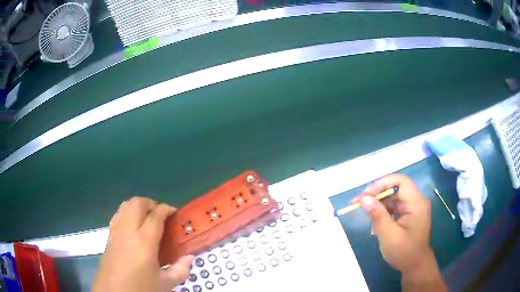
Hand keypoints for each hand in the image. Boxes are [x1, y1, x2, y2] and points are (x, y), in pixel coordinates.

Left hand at [92, 197, 192, 291]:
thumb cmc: (141, 288)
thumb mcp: (165, 284)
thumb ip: (180, 270)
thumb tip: (189, 257)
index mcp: (144, 242)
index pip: (155, 215)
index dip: (166, 209)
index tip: (174, 212)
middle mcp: (128, 231)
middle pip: (137, 203)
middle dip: (151, 204)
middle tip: (161, 215)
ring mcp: (115, 232)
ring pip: (125, 206)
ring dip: (138, 206)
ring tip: (147, 218)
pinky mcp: (108, 236)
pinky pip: (118, 215)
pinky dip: (127, 213)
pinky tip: (133, 227)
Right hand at [352, 174, 445, 290]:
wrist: (415, 265)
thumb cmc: (404, 252)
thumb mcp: (389, 236)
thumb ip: (378, 216)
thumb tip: (364, 199)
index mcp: (416, 203)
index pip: (400, 182)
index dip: (382, 184)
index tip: (365, 195)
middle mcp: (416, 201)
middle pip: (395, 188)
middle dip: (377, 194)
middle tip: (358, 203)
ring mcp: (412, 207)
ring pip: (393, 197)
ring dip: (378, 204)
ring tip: (366, 215)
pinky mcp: (408, 214)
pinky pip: (394, 206)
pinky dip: (383, 212)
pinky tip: (375, 223)